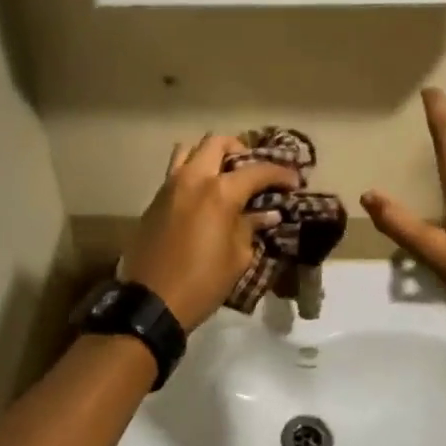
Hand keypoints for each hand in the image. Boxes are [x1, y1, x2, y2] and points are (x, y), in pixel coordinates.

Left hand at [123, 135, 298, 330]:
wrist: (151, 302)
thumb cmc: (202, 282)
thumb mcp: (237, 257)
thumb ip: (251, 227)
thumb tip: (267, 213)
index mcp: (219, 192)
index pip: (257, 171)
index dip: (280, 173)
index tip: (294, 181)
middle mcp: (193, 179)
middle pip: (217, 143)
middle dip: (241, 150)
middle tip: (254, 171)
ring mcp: (169, 186)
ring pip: (189, 150)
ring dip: (210, 156)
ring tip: (225, 175)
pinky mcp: (155, 200)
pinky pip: (176, 172)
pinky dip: (194, 174)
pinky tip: (204, 197)